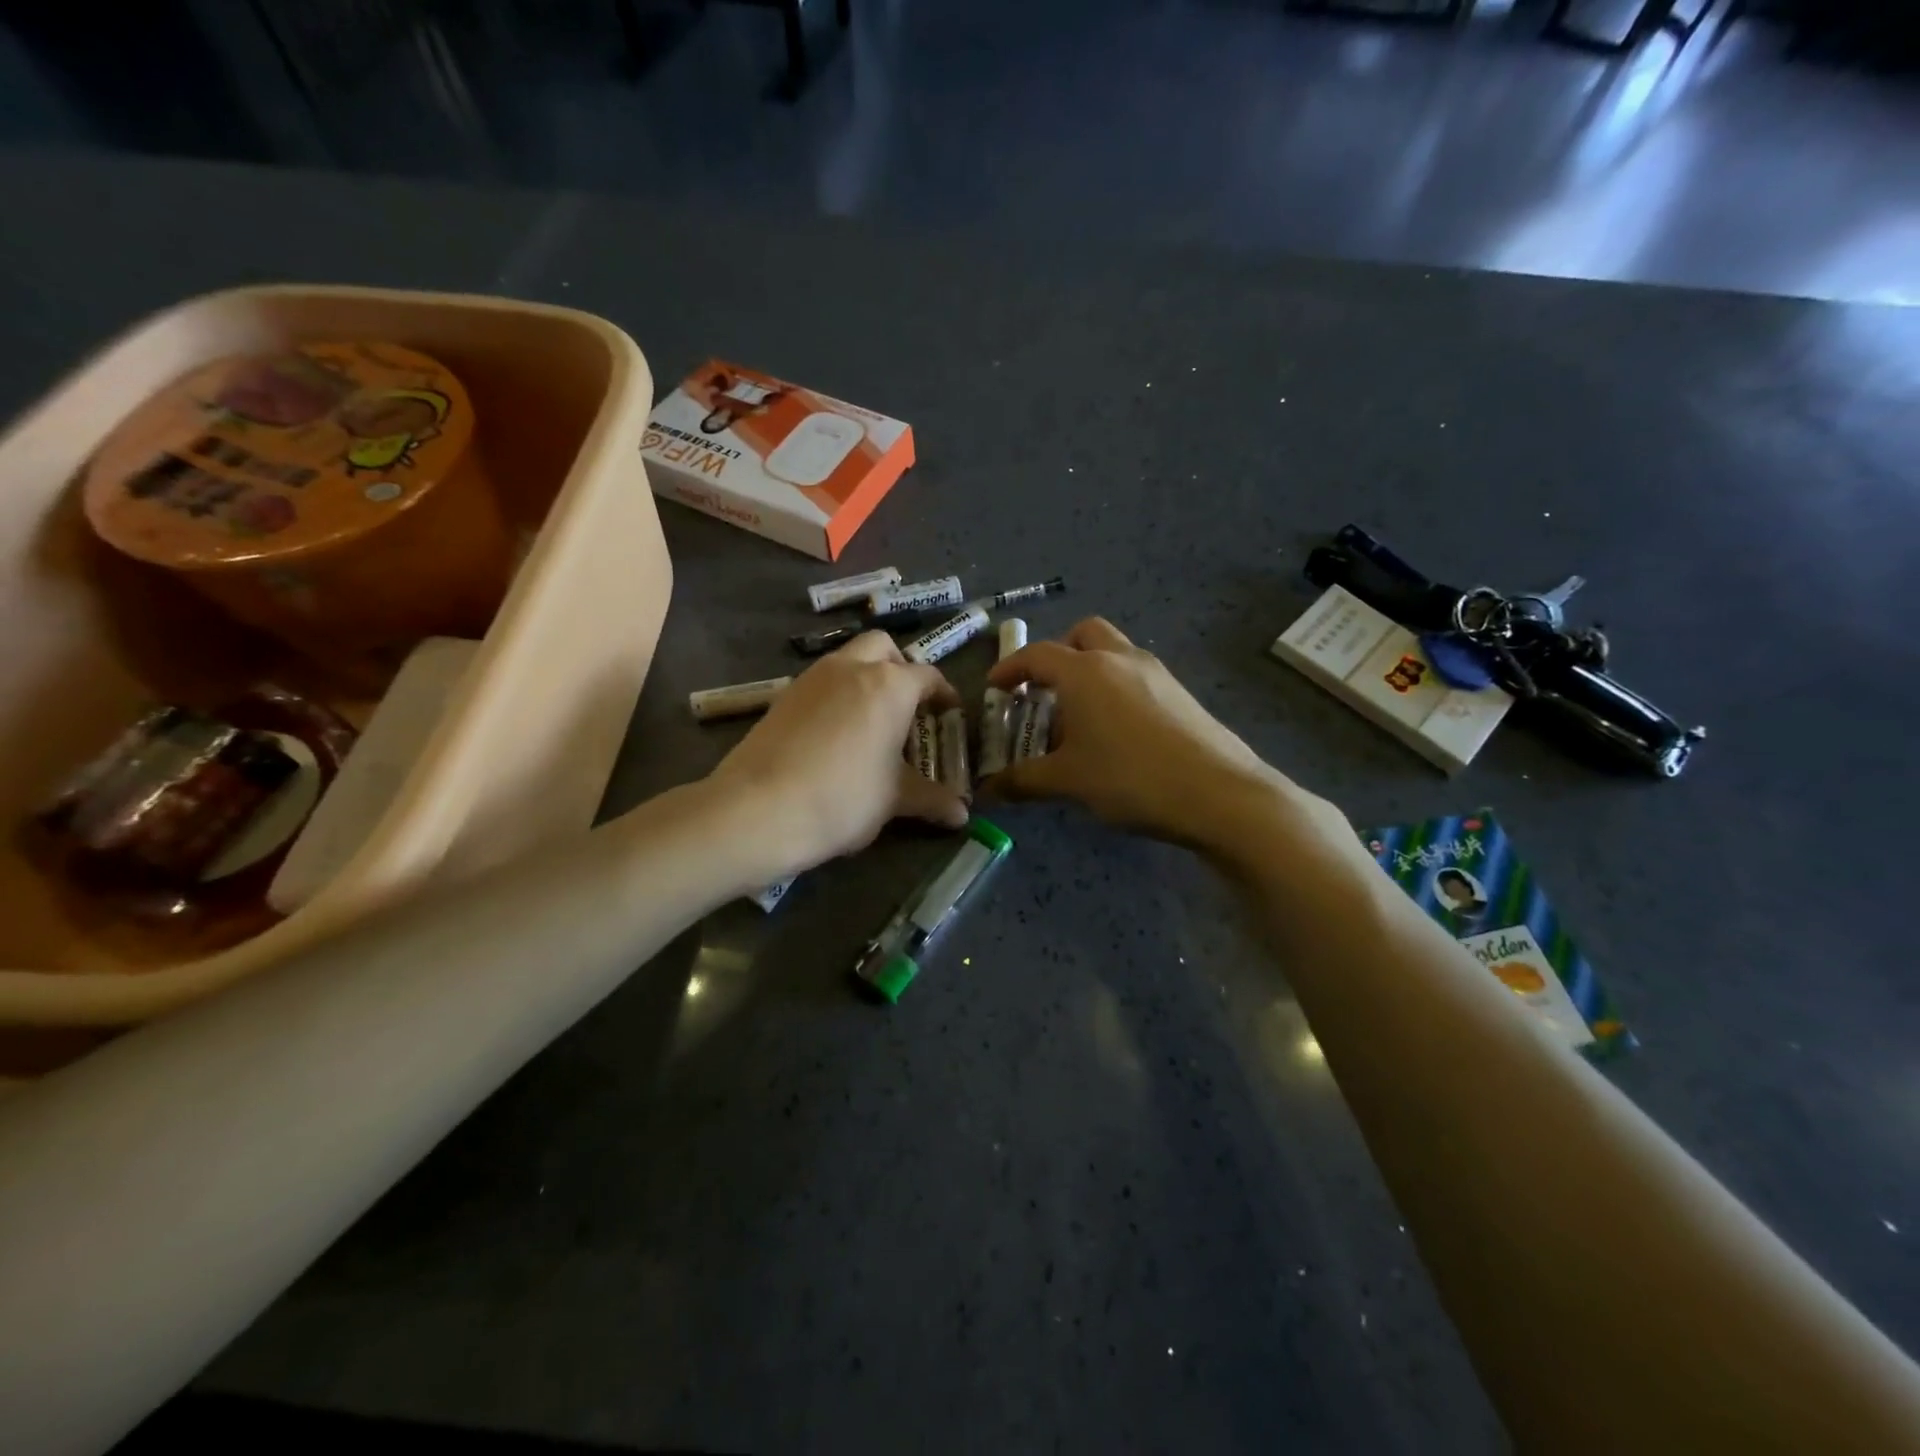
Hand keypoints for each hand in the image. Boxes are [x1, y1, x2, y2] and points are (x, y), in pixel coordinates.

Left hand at [708, 631, 968, 879]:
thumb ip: (931, 799)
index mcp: (890, 685)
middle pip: (883, 648)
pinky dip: (836, 696)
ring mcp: (812, 678)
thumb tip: (962, 815)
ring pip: (847, 660)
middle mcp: (852, 667)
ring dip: (865, 679)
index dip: (944, 694)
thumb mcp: (895, 799)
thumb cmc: (845, 797)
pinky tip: (834, 736)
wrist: (760, 808)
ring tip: (870, 724)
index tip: (950, 714)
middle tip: (907, 707)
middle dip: (900, 668)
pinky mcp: (782, 696)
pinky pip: (820, 683)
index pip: (928, 677)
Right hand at [984, 617, 1306, 849]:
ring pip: (1113, 652)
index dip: (1010, 668)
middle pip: (1082, 634)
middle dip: (1057, 654)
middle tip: (1043, 690)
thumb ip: (1023, 781)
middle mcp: (1120, 659)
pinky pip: (1135, 675)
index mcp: (1085, 671)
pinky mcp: (1179, 692)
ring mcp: (1155, 673)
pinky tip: (1114, 732)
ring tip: (1077, 717)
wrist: (1218, 793)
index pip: (1037, 655)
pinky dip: (1114, 688)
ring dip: (1088, 671)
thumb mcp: (1069, 781)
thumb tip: (987, 792)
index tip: (994, 688)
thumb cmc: (1130, 778)